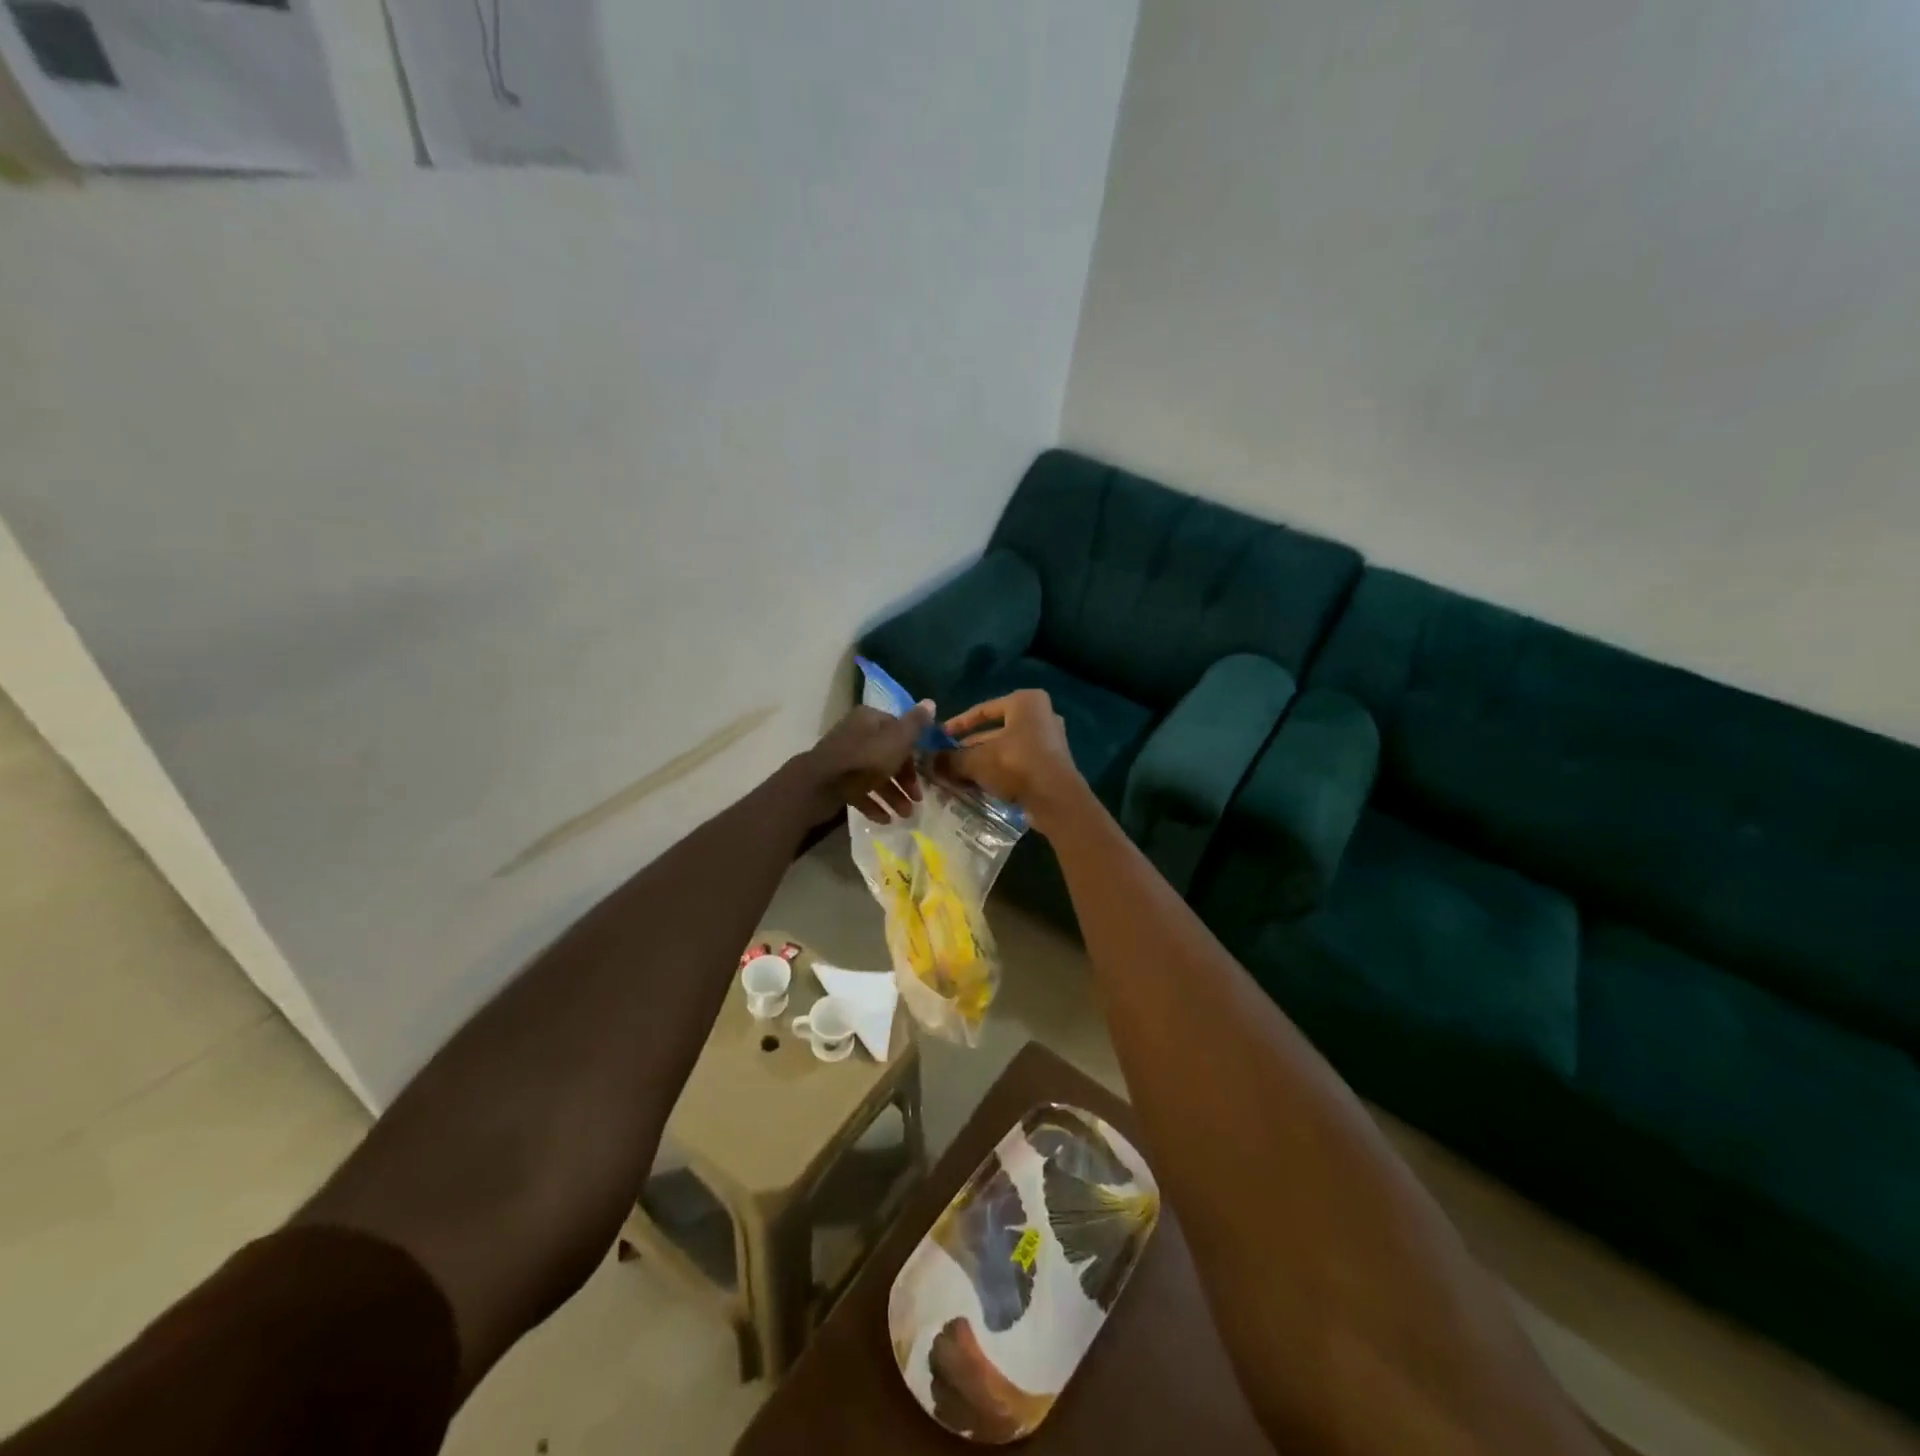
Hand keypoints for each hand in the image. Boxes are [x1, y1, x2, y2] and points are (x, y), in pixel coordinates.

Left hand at [800, 702, 932, 823]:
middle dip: (904, 779)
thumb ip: (915, 724)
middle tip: (917, 799)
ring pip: (875, 775)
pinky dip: (873, 804)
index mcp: (870, 720)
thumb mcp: (897, 740)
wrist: (820, 785)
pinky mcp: (836, 781)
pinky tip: (885, 820)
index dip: (914, 751)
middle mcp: (856, 735)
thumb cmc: (864, 759)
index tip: (925, 771)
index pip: (899, 730)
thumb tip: (931, 702)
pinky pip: (859, 791)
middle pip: (888, 755)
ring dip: (892, 795)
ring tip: (904, 815)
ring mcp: (844, 759)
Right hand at [938, 691, 1088, 832]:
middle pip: (995, 731)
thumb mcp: (976, 760)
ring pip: (1006, 750)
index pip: (984, 709)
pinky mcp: (1052, 765)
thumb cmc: (1016, 764)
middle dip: (970, 748)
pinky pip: (1018, 764)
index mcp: (1026, 702)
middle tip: (948, 762)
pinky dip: (999, 773)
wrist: (1056, 799)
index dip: (958, 723)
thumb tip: (928, 762)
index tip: (941, 737)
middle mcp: (1041, 716)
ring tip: (958, 777)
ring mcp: (1049, 741)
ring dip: (982, 763)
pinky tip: (979, 787)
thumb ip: (951, 759)